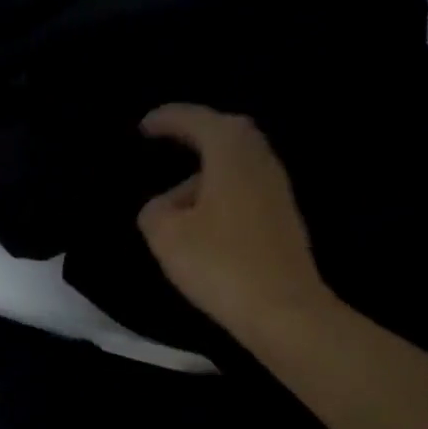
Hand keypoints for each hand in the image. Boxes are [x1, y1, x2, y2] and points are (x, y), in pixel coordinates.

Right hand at [136, 104, 332, 337]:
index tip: (144, 126)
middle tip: (169, 140)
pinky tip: (204, 218)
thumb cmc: (219, 263)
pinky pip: (246, 187)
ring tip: (180, 191)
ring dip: (210, 167)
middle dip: (198, 132)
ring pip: (240, 162)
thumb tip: (166, 205)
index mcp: (231, 155)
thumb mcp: (165, 235)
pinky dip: (222, 189)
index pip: (199, 121)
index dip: (169, 118)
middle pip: (230, 133)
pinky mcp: (283, 219)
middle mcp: (261, 162)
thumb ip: (154, 210)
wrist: (283, 309)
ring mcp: (277, 191)